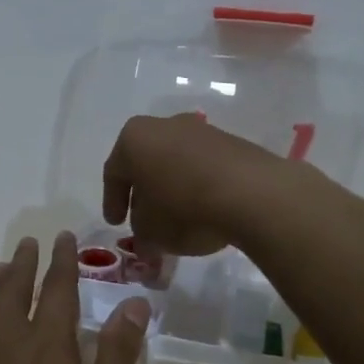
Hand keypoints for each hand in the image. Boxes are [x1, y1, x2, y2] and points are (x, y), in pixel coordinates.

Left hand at [0, 233, 150, 363]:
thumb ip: (116, 357)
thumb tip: (136, 302)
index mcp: (47, 344)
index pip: (58, 288)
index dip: (64, 261)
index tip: (64, 236)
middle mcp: (6, 340)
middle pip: (15, 290)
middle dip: (25, 263)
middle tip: (29, 242)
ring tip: (1, 268)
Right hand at [101, 114, 285, 256]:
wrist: (251, 193)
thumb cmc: (183, 207)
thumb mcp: (151, 232)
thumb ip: (141, 234)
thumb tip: (146, 238)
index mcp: (134, 138)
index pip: (113, 173)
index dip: (112, 202)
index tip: (116, 223)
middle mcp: (165, 125)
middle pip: (146, 164)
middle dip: (143, 194)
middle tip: (144, 221)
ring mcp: (201, 131)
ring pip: (176, 164)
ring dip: (173, 190)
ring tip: (177, 220)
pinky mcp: (232, 143)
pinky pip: (204, 167)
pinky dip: (199, 187)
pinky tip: (205, 211)